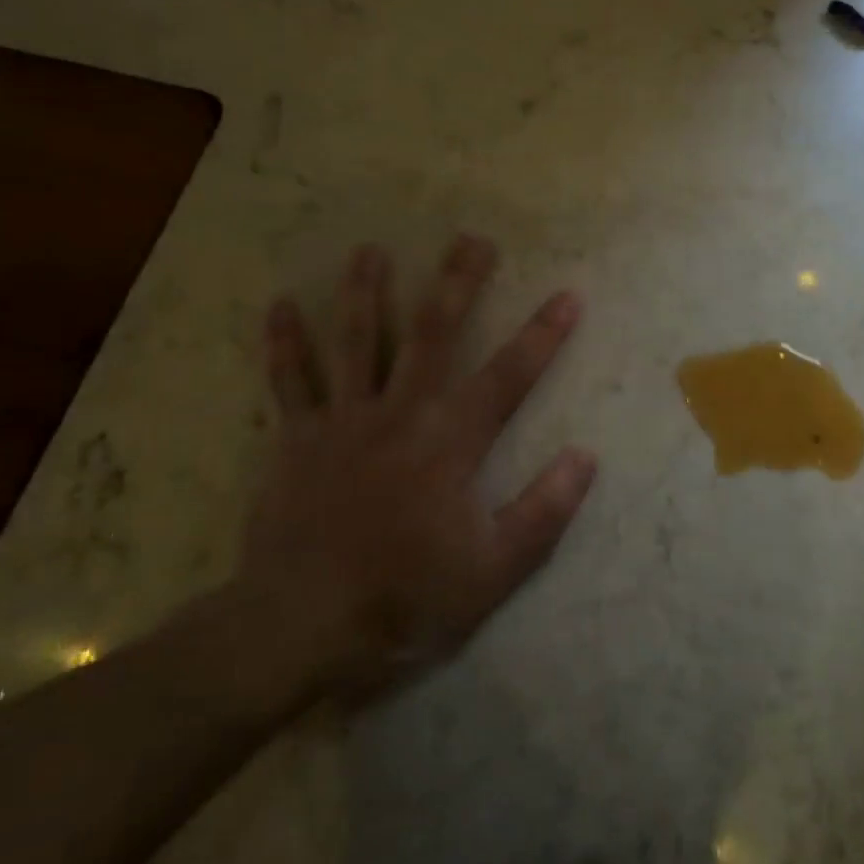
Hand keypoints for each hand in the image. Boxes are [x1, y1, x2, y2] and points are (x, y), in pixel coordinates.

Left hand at [242, 234, 594, 682]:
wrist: (302, 625)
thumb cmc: (405, 598)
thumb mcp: (492, 570)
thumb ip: (542, 511)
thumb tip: (585, 457)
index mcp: (450, 443)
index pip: (508, 377)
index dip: (543, 335)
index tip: (568, 294)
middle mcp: (400, 415)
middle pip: (432, 335)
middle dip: (456, 284)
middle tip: (471, 239)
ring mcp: (343, 422)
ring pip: (355, 342)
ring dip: (364, 292)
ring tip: (370, 249)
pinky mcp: (297, 441)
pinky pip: (289, 383)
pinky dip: (283, 344)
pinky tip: (278, 305)